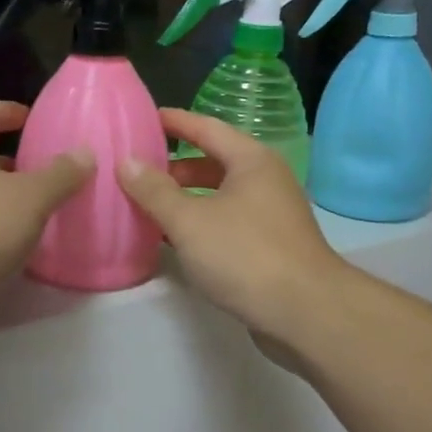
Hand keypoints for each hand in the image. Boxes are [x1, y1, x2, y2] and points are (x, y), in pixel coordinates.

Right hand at [116, 108, 346, 341]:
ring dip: (185, 197)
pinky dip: (199, 222)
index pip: (206, 127)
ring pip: (219, 194)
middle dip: (175, 164)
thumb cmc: (245, 255)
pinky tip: (174, 238)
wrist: (305, 313)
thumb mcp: (189, 221)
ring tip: (147, 204)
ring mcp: (270, 214)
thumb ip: (154, 191)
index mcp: (251, 161)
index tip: (142, 118)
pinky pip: (226, 221)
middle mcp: (265, 180)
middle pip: (214, 160)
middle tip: (136, 168)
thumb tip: (126, 161)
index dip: (174, 121)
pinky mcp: (270, 245)